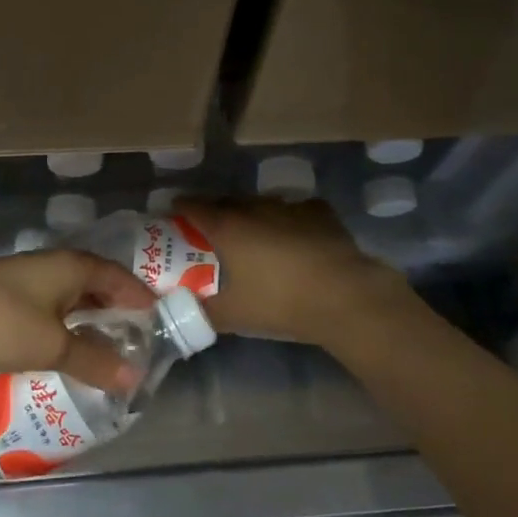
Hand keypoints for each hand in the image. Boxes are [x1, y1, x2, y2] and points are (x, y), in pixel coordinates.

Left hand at [0, 250, 156, 392]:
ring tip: (106, 352)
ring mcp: (28, 277)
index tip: (162, 328)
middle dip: (118, 313)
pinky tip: (64, 350)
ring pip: (72, 297)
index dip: (143, 302)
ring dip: (90, 321)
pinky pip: (50, 307)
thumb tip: (133, 377)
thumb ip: (94, 360)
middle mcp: (55, 265)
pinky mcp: (7, 294)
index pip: (122, 279)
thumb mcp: (52, 346)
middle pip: (98, 285)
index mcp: (74, 266)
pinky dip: (64, 326)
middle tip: (137, 345)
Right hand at [175, 196, 408, 347]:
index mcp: (228, 227)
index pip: (194, 206)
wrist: (344, 296)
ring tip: (252, 233)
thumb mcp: (233, 315)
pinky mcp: (319, 212)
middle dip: (215, 211)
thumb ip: (202, 311)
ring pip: (261, 204)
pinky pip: (294, 210)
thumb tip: (181, 312)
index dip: (180, 207)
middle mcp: (255, 208)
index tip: (173, 212)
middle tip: (210, 229)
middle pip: (226, 201)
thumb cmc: (280, 302)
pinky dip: (286, 220)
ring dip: (251, 214)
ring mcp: (290, 206)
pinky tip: (292, 236)